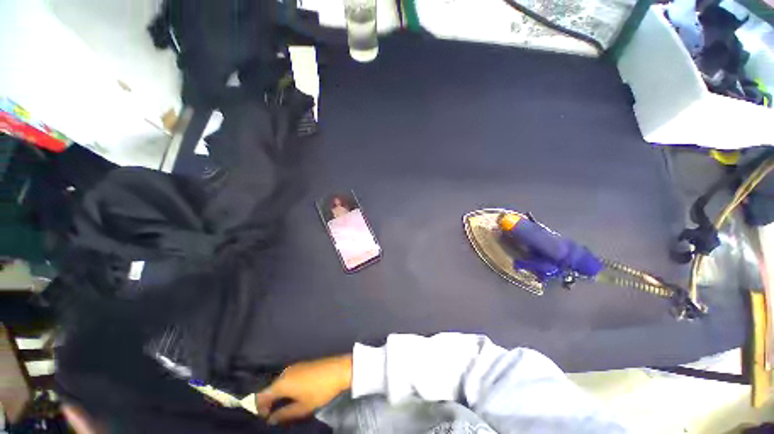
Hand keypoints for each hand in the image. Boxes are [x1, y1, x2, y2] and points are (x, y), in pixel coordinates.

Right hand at [255, 354, 352, 423]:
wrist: (339, 369)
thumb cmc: (320, 390)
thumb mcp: (302, 407)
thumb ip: (284, 414)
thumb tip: (271, 419)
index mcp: (282, 383)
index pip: (261, 396)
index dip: (259, 409)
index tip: (265, 418)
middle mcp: (285, 372)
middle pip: (270, 388)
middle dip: (269, 402)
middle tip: (274, 415)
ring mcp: (294, 366)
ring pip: (279, 382)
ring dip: (278, 395)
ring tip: (284, 407)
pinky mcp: (302, 364)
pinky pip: (288, 377)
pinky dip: (286, 387)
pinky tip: (294, 394)